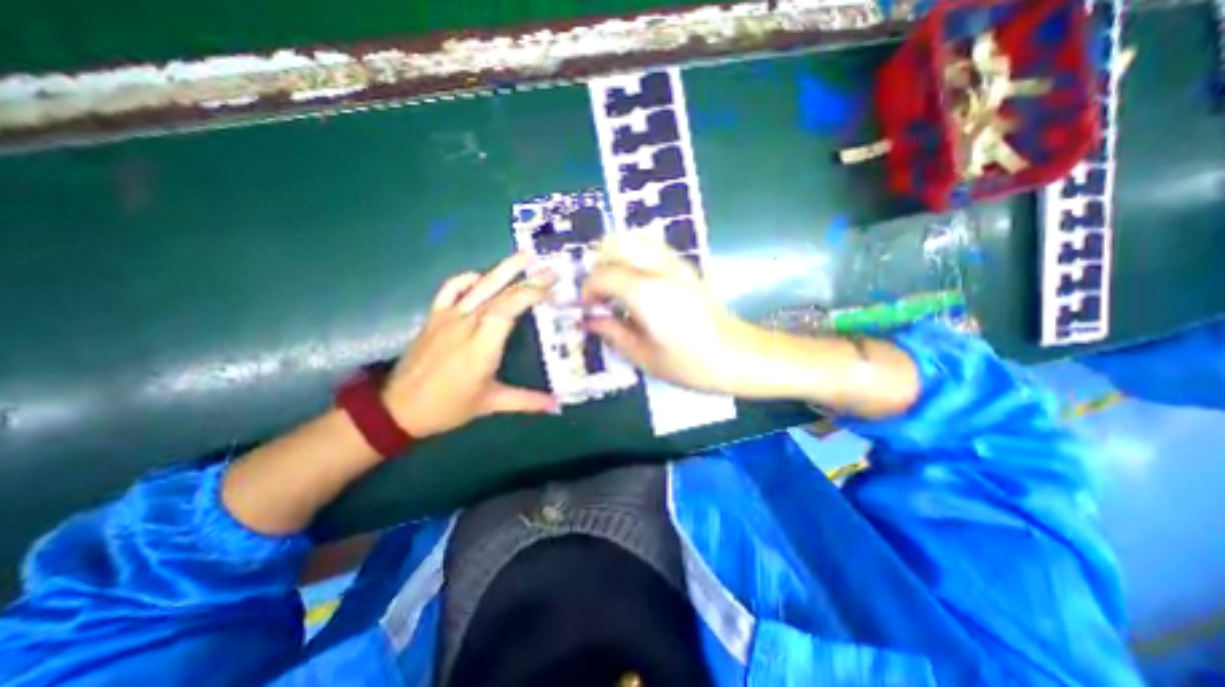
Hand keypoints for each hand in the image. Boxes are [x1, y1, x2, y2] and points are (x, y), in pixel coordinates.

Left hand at [383, 253, 557, 439]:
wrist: (398, 409)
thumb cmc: (449, 407)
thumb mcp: (490, 404)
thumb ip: (527, 401)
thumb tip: (557, 405)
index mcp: (481, 346)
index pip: (508, 309)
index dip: (530, 295)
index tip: (552, 292)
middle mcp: (465, 325)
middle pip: (499, 293)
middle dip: (528, 279)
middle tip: (551, 269)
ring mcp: (447, 317)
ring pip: (478, 286)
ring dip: (503, 269)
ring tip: (524, 256)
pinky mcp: (434, 316)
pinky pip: (450, 289)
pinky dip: (467, 278)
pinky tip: (481, 276)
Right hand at [581, 233, 763, 390]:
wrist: (737, 356)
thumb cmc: (690, 364)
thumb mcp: (644, 356)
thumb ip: (612, 332)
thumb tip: (589, 320)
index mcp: (646, 293)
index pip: (604, 275)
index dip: (588, 290)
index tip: (587, 308)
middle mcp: (659, 270)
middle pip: (616, 245)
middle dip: (599, 266)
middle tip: (600, 295)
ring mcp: (676, 265)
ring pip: (635, 240)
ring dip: (617, 258)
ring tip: (616, 288)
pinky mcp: (686, 268)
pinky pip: (652, 249)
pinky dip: (636, 258)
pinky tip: (638, 285)